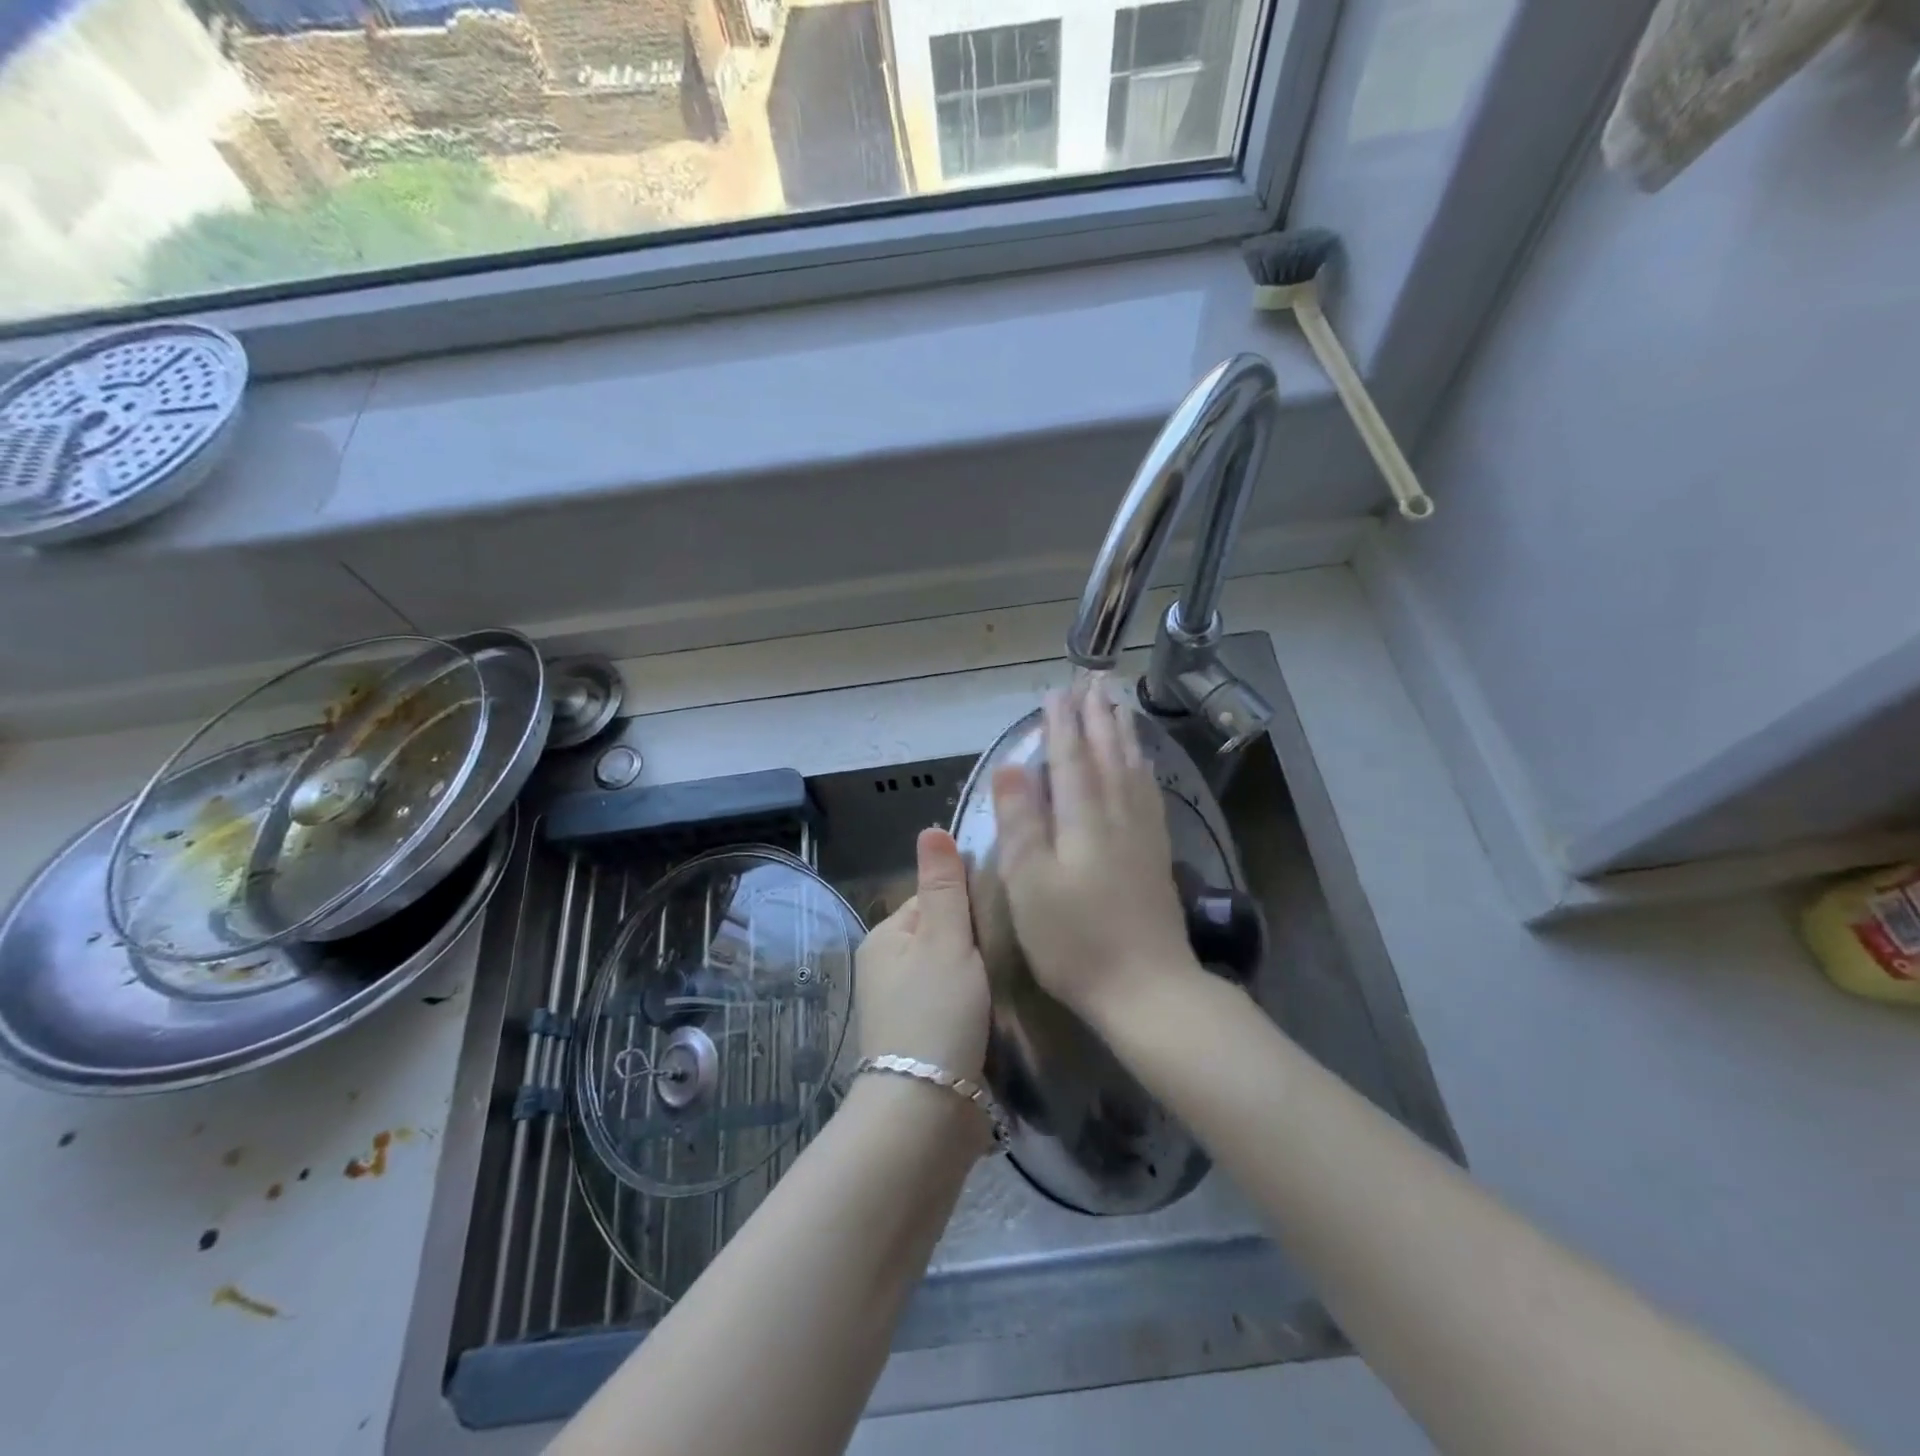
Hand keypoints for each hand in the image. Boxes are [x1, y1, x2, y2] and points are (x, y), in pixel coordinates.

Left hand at [854, 828, 990, 1079]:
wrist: (928, 1112)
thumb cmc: (936, 1014)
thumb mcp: (945, 940)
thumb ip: (943, 886)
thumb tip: (930, 828)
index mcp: (885, 938)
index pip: (933, 898)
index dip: (969, 902)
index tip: (1002, 915)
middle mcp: (888, 969)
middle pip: (945, 935)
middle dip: (977, 940)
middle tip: (1014, 948)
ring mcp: (905, 1008)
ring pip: (954, 972)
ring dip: (981, 974)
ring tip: (1015, 977)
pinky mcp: (925, 1040)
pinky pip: (957, 1005)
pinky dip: (978, 1004)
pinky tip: (1003, 1009)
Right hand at [991, 686, 1198, 1024]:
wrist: (1146, 989)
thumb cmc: (1074, 941)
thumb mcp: (1030, 884)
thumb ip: (1021, 822)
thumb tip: (1011, 766)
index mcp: (1083, 819)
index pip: (1070, 758)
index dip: (1061, 724)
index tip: (1057, 692)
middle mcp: (1117, 815)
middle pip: (1106, 754)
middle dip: (1097, 716)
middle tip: (1093, 680)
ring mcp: (1142, 834)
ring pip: (1132, 769)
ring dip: (1122, 734)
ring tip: (1119, 705)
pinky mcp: (1155, 855)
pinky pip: (1149, 794)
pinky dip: (1143, 768)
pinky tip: (1143, 764)